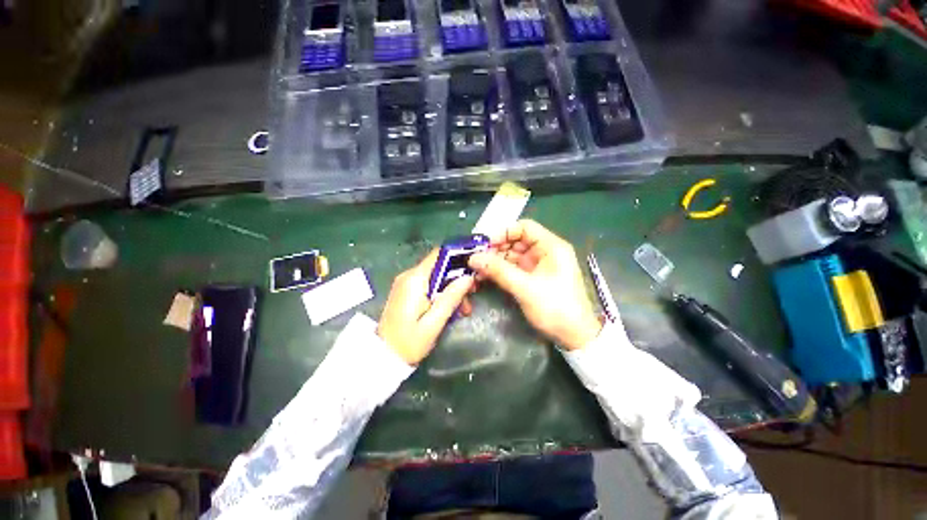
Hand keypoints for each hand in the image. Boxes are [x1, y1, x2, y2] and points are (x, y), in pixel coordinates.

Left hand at [378, 249, 474, 364]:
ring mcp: (406, 283)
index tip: (474, 268)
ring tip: (463, 310)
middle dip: (457, 280)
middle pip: (440, 267)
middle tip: (470, 298)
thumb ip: (451, 298)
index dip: (458, 257)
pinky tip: (449, 310)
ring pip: (436, 277)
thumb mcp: (434, 323)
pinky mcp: (406, 291)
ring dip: (451, 290)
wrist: (381, 357)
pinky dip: (441, 294)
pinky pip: (429, 285)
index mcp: (415, 279)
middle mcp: (409, 275)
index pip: (439, 255)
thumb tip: (468, 277)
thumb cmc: (408, 343)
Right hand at [468, 220, 601, 350]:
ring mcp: (538, 266)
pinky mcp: (532, 278)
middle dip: (495, 249)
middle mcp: (544, 252)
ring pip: (512, 256)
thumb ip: (499, 270)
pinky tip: (485, 277)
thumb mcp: (525, 288)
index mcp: (551, 246)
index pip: (524, 227)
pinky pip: (513, 269)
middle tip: (476, 260)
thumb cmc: (555, 308)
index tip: (485, 245)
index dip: (503, 233)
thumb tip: (473, 258)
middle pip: (516, 242)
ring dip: (494, 262)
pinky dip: (500, 271)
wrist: (574, 337)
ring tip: (476, 270)